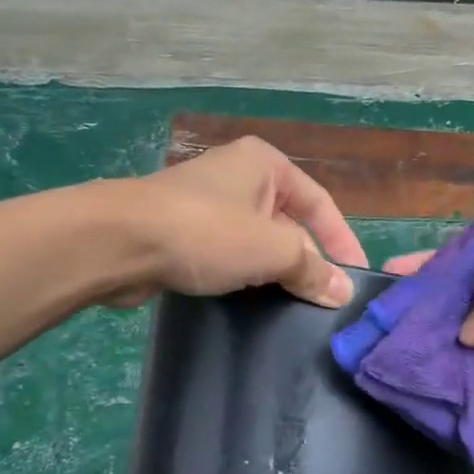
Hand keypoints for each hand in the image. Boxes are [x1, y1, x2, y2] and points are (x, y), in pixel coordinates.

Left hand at [117, 137, 368, 307]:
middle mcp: (238, 177)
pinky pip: (227, 255)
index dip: (343, 241)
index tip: (355, 279)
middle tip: (323, 301)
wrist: (118, 241)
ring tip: (292, 308)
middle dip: (306, 261)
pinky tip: (251, 304)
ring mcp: (206, 204)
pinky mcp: (182, 232)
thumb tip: (344, 292)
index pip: (321, 203)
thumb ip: (312, 269)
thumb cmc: (206, 232)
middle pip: (289, 224)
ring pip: (257, 243)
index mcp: (265, 164)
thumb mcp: (272, 249)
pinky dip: (242, 276)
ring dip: (274, 273)